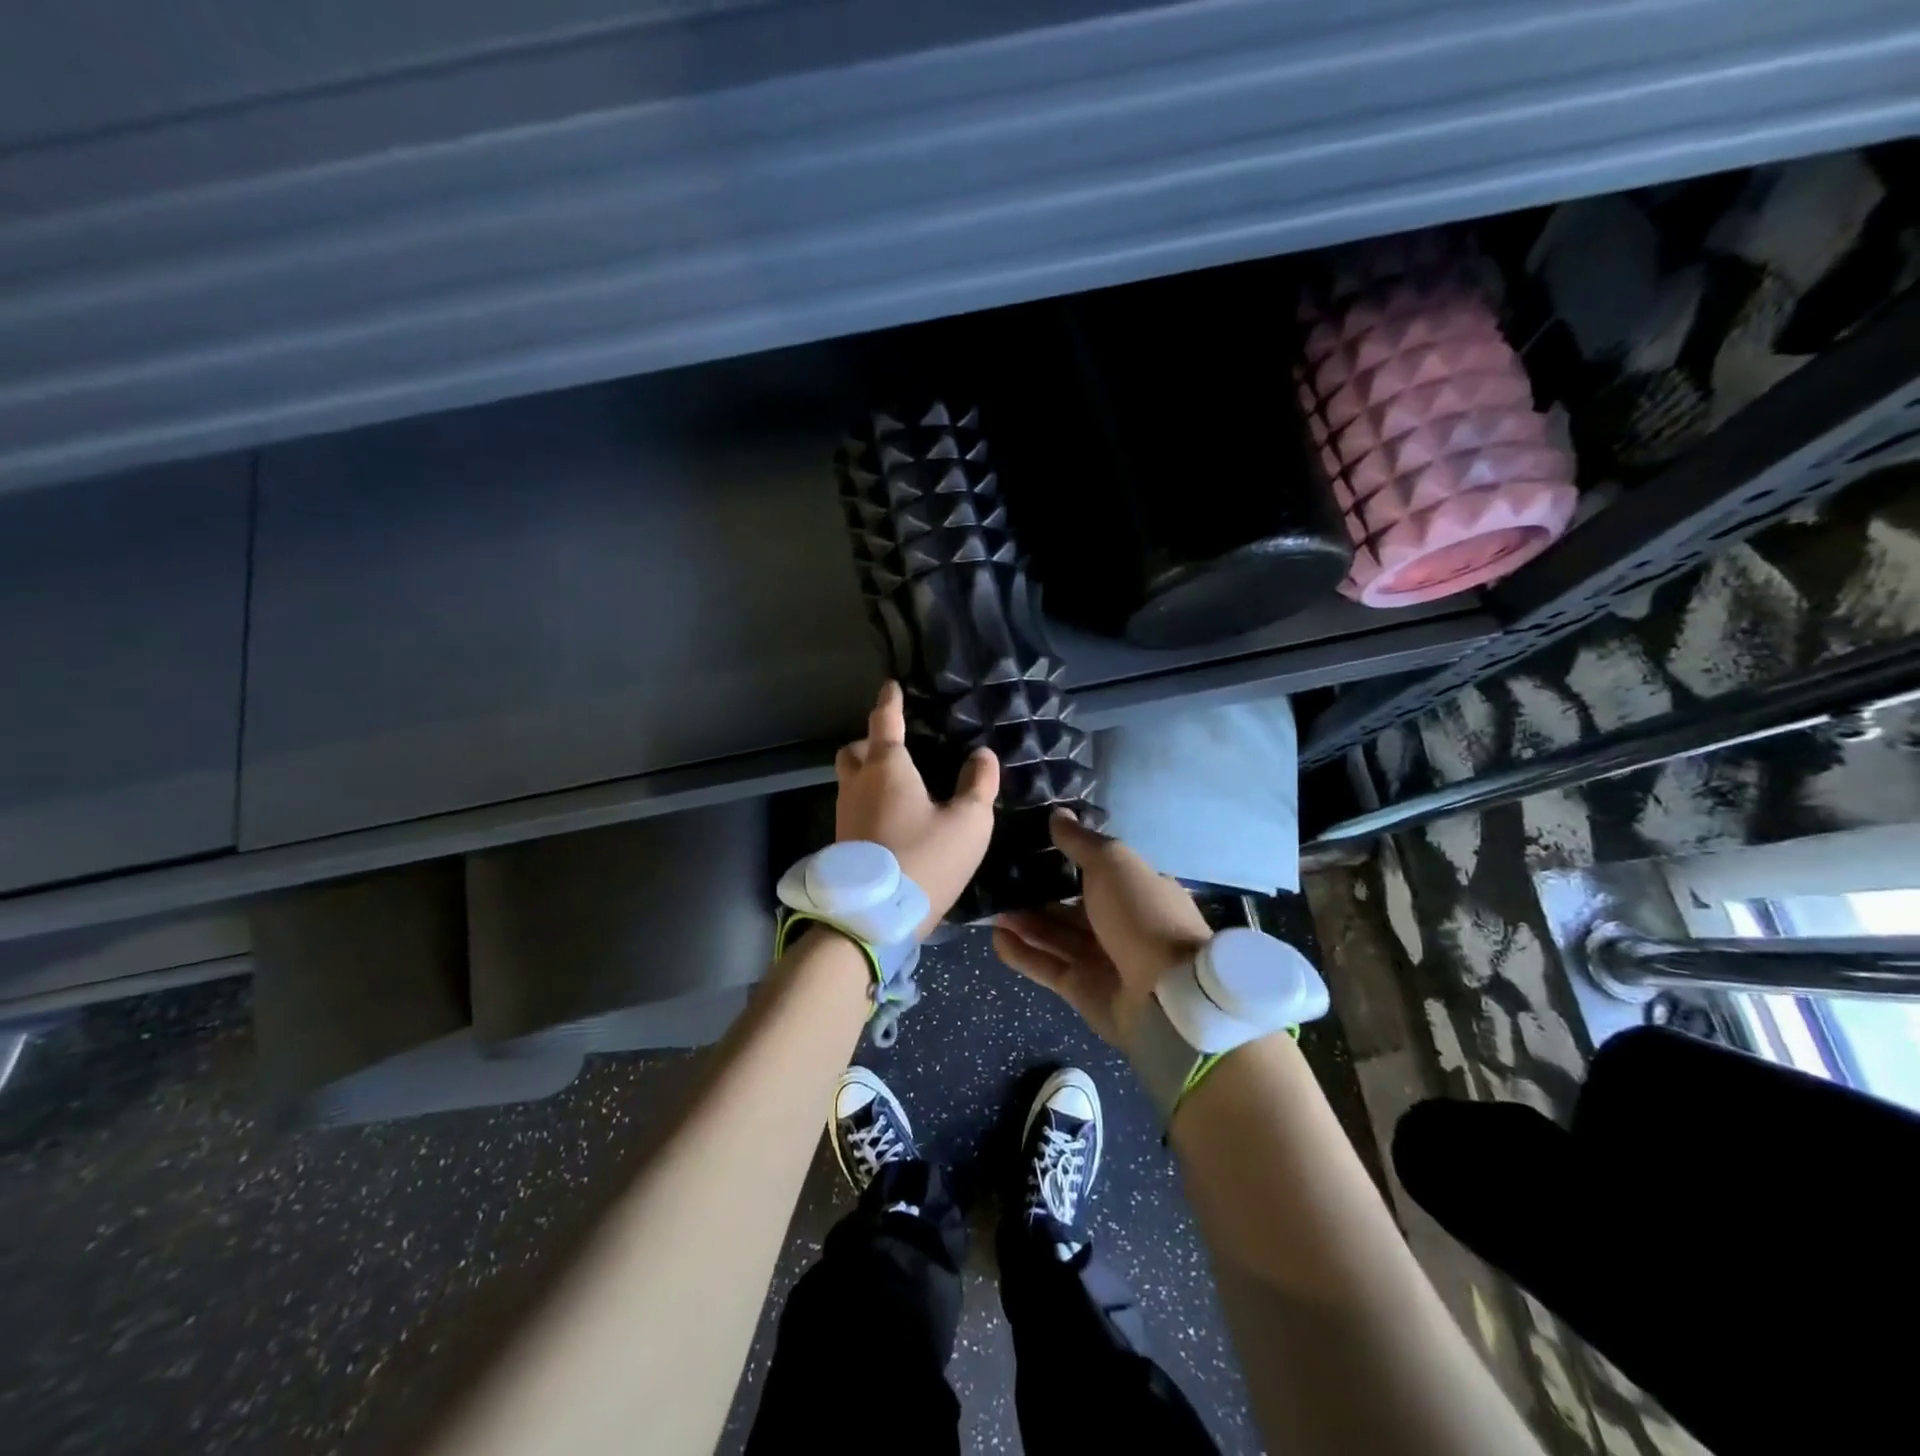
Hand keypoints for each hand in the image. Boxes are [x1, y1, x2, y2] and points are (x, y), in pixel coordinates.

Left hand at [835, 680, 999, 938]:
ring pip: (850, 780)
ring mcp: (844, 814)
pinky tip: (893, 820)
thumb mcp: (968, 823)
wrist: (874, 919)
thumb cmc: (925, 860)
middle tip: (897, 749)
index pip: (885, 721)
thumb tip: (983, 755)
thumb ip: (978, 785)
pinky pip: (853, 807)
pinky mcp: (841, 843)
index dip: (890, 701)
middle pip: (855, 750)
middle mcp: (858, 784)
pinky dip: (869, 802)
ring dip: (867, 774)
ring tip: (900, 787)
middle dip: (871, 742)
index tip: (890, 686)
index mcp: (887, 768)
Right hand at [992, 811, 1213, 1051]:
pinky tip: (995, 937)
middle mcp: (1119, 923)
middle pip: (1070, 905)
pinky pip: (1046, 965)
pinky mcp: (1081, 989)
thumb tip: (1057, 813)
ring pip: (1054, 934)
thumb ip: (1080, 841)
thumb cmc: (1141, 915)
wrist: (1166, 995)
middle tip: (999, 878)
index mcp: (1136, 890)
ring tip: (990, 906)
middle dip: (1036, 892)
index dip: (1063, 859)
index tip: (1028, 846)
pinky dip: (1022, 952)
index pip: (1095, 871)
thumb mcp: (1112, 863)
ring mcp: (1101, 958)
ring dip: (1024, 921)